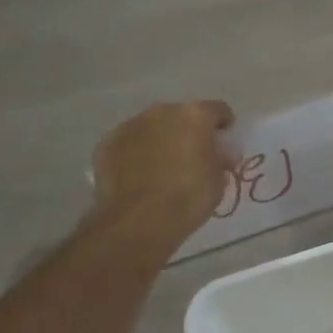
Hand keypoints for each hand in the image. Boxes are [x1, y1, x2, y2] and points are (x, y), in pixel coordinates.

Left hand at [89, 100, 237, 243]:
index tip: (225, 147)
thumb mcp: (219, 179)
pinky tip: (138, 176)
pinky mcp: (107, 144)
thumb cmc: (188, 198)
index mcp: (194, 115)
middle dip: (189, 132)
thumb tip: (219, 154)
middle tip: (193, 158)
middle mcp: (161, 112)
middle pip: (182, 116)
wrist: (138, 221)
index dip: (224, 128)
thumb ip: (220, 158)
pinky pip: (129, 143)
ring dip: (161, 140)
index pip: (219, 111)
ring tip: (163, 168)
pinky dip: (136, 154)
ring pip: (153, 127)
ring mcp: (130, 126)